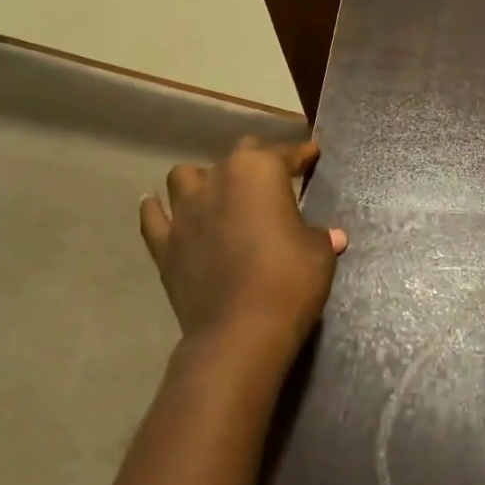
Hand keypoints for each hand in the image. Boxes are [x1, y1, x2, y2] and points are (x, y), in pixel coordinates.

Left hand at [139, 137, 347, 362]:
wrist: (240, 331)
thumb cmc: (289, 281)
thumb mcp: (318, 254)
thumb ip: (320, 236)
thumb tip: (331, 235)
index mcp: (259, 172)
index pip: (285, 154)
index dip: (301, 154)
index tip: (311, 153)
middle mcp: (218, 179)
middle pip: (237, 155)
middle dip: (256, 160)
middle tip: (271, 177)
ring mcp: (184, 210)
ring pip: (185, 176)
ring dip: (202, 180)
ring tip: (216, 193)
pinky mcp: (163, 243)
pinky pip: (154, 215)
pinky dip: (159, 210)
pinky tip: (165, 211)